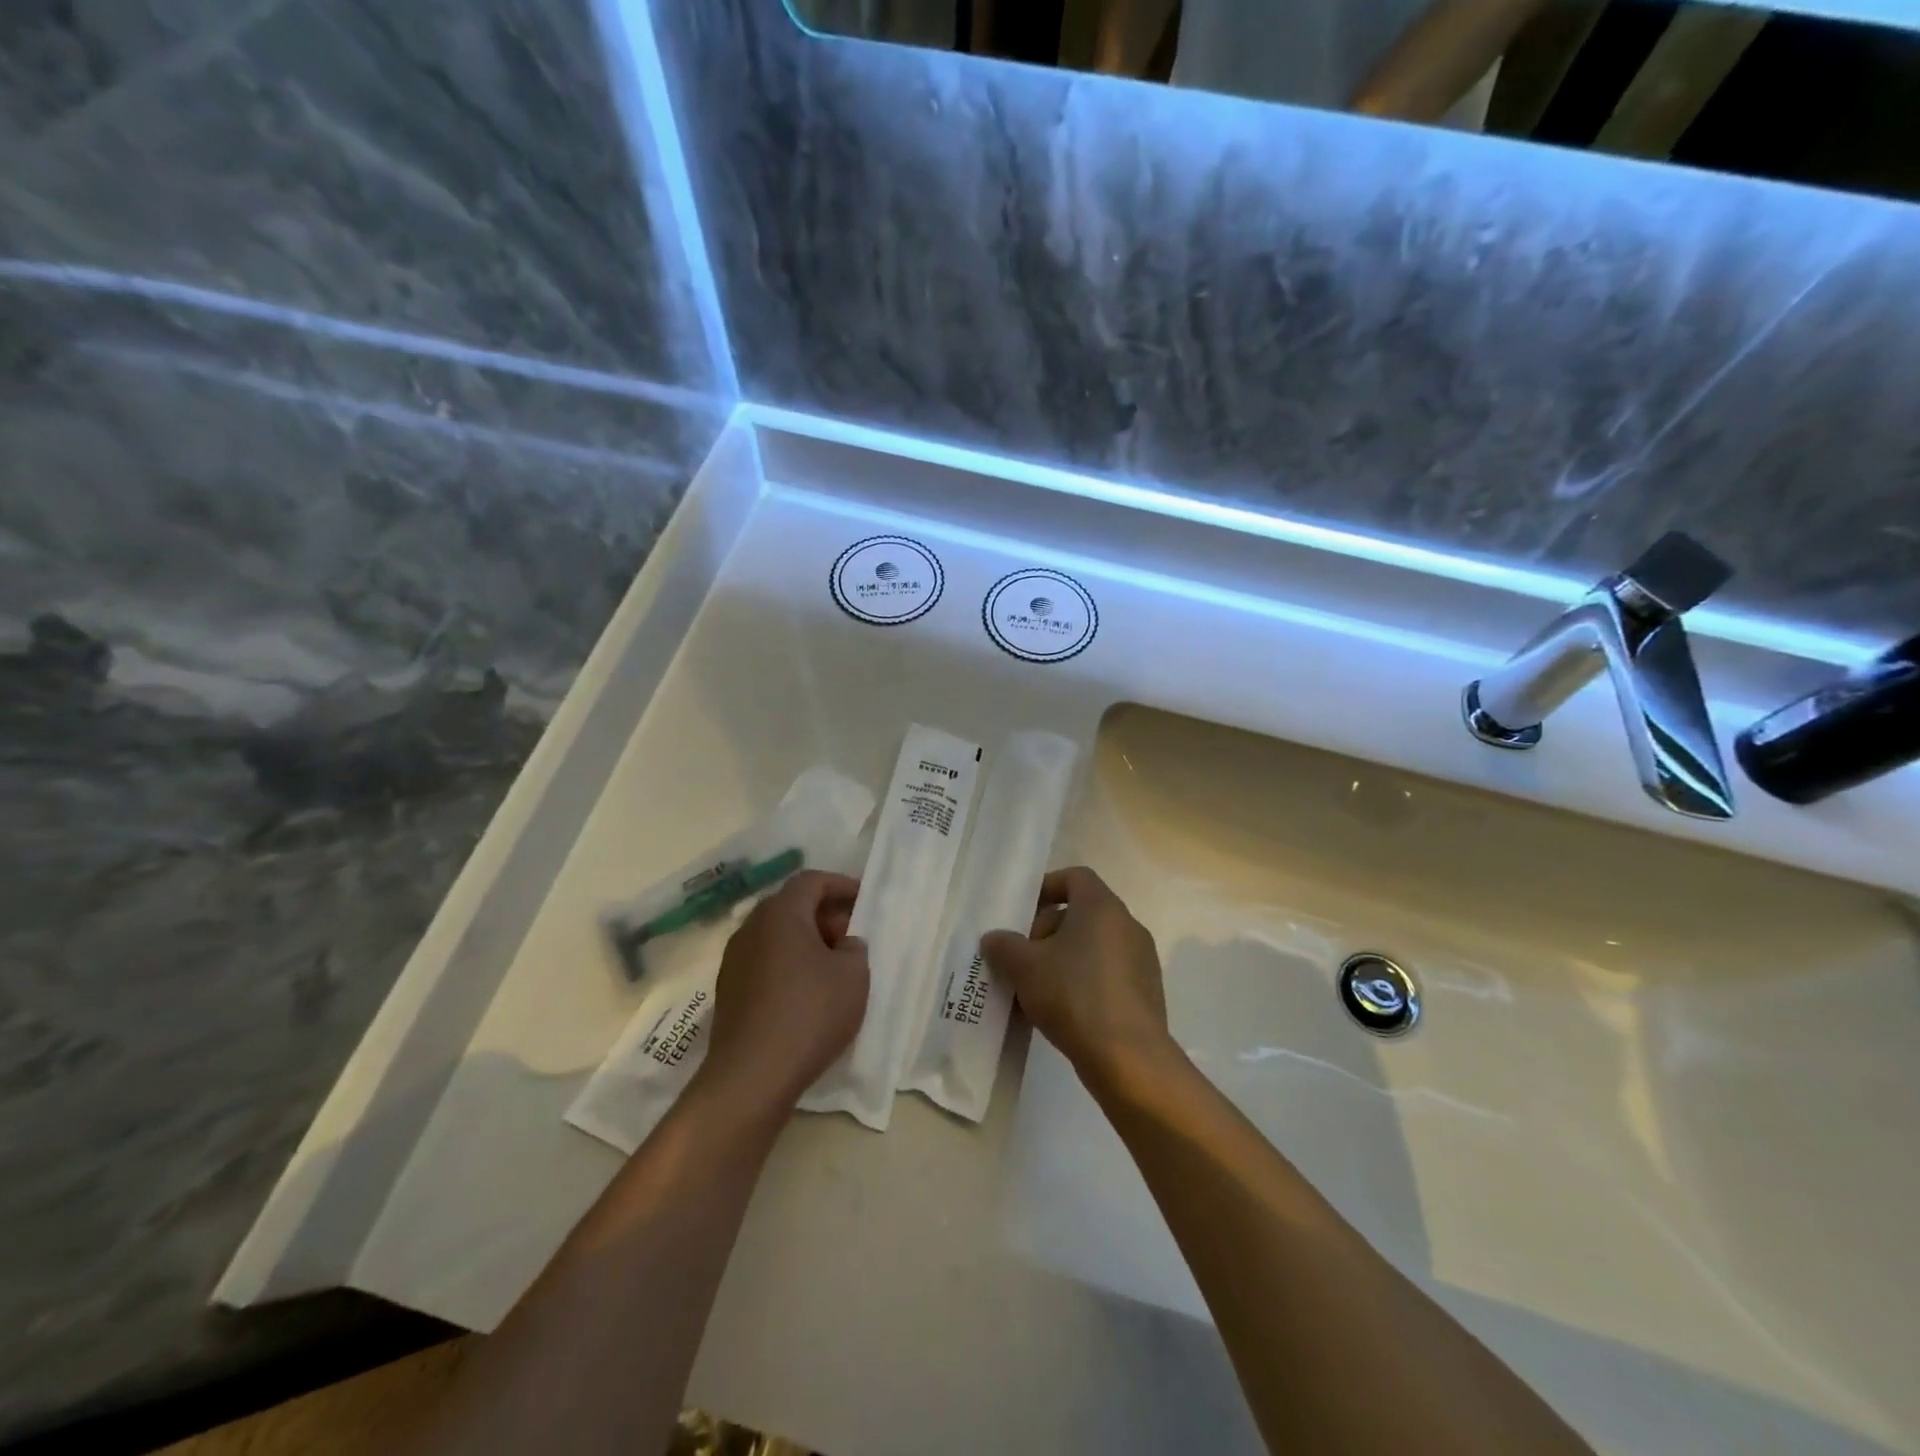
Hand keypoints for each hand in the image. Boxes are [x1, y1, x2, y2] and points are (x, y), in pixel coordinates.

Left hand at [700, 870, 869, 1109]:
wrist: (751, 1076)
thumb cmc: (810, 1013)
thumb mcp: (853, 975)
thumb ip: (854, 949)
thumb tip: (843, 945)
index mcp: (781, 914)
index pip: (811, 881)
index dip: (840, 884)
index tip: (864, 899)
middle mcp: (751, 928)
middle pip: (791, 906)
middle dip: (824, 914)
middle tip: (852, 935)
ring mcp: (734, 960)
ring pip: (776, 936)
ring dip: (805, 941)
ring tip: (833, 966)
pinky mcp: (729, 991)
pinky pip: (764, 962)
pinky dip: (788, 965)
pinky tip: (808, 992)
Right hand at [980, 867, 1175, 1093]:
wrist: (1128, 1058)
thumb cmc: (1074, 994)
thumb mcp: (1025, 967)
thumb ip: (1004, 946)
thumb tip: (994, 939)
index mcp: (1102, 907)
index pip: (1075, 877)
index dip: (1047, 887)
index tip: (1024, 912)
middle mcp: (1127, 925)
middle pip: (1082, 913)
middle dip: (1048, 930)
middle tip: (1024, 957)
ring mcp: (1141, 960)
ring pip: (1094, 946)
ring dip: (1064, 959)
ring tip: (1037, 988)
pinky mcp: (1146, 993)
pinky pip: (1108, 974)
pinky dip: (1084, 981)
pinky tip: (1063, 1011)